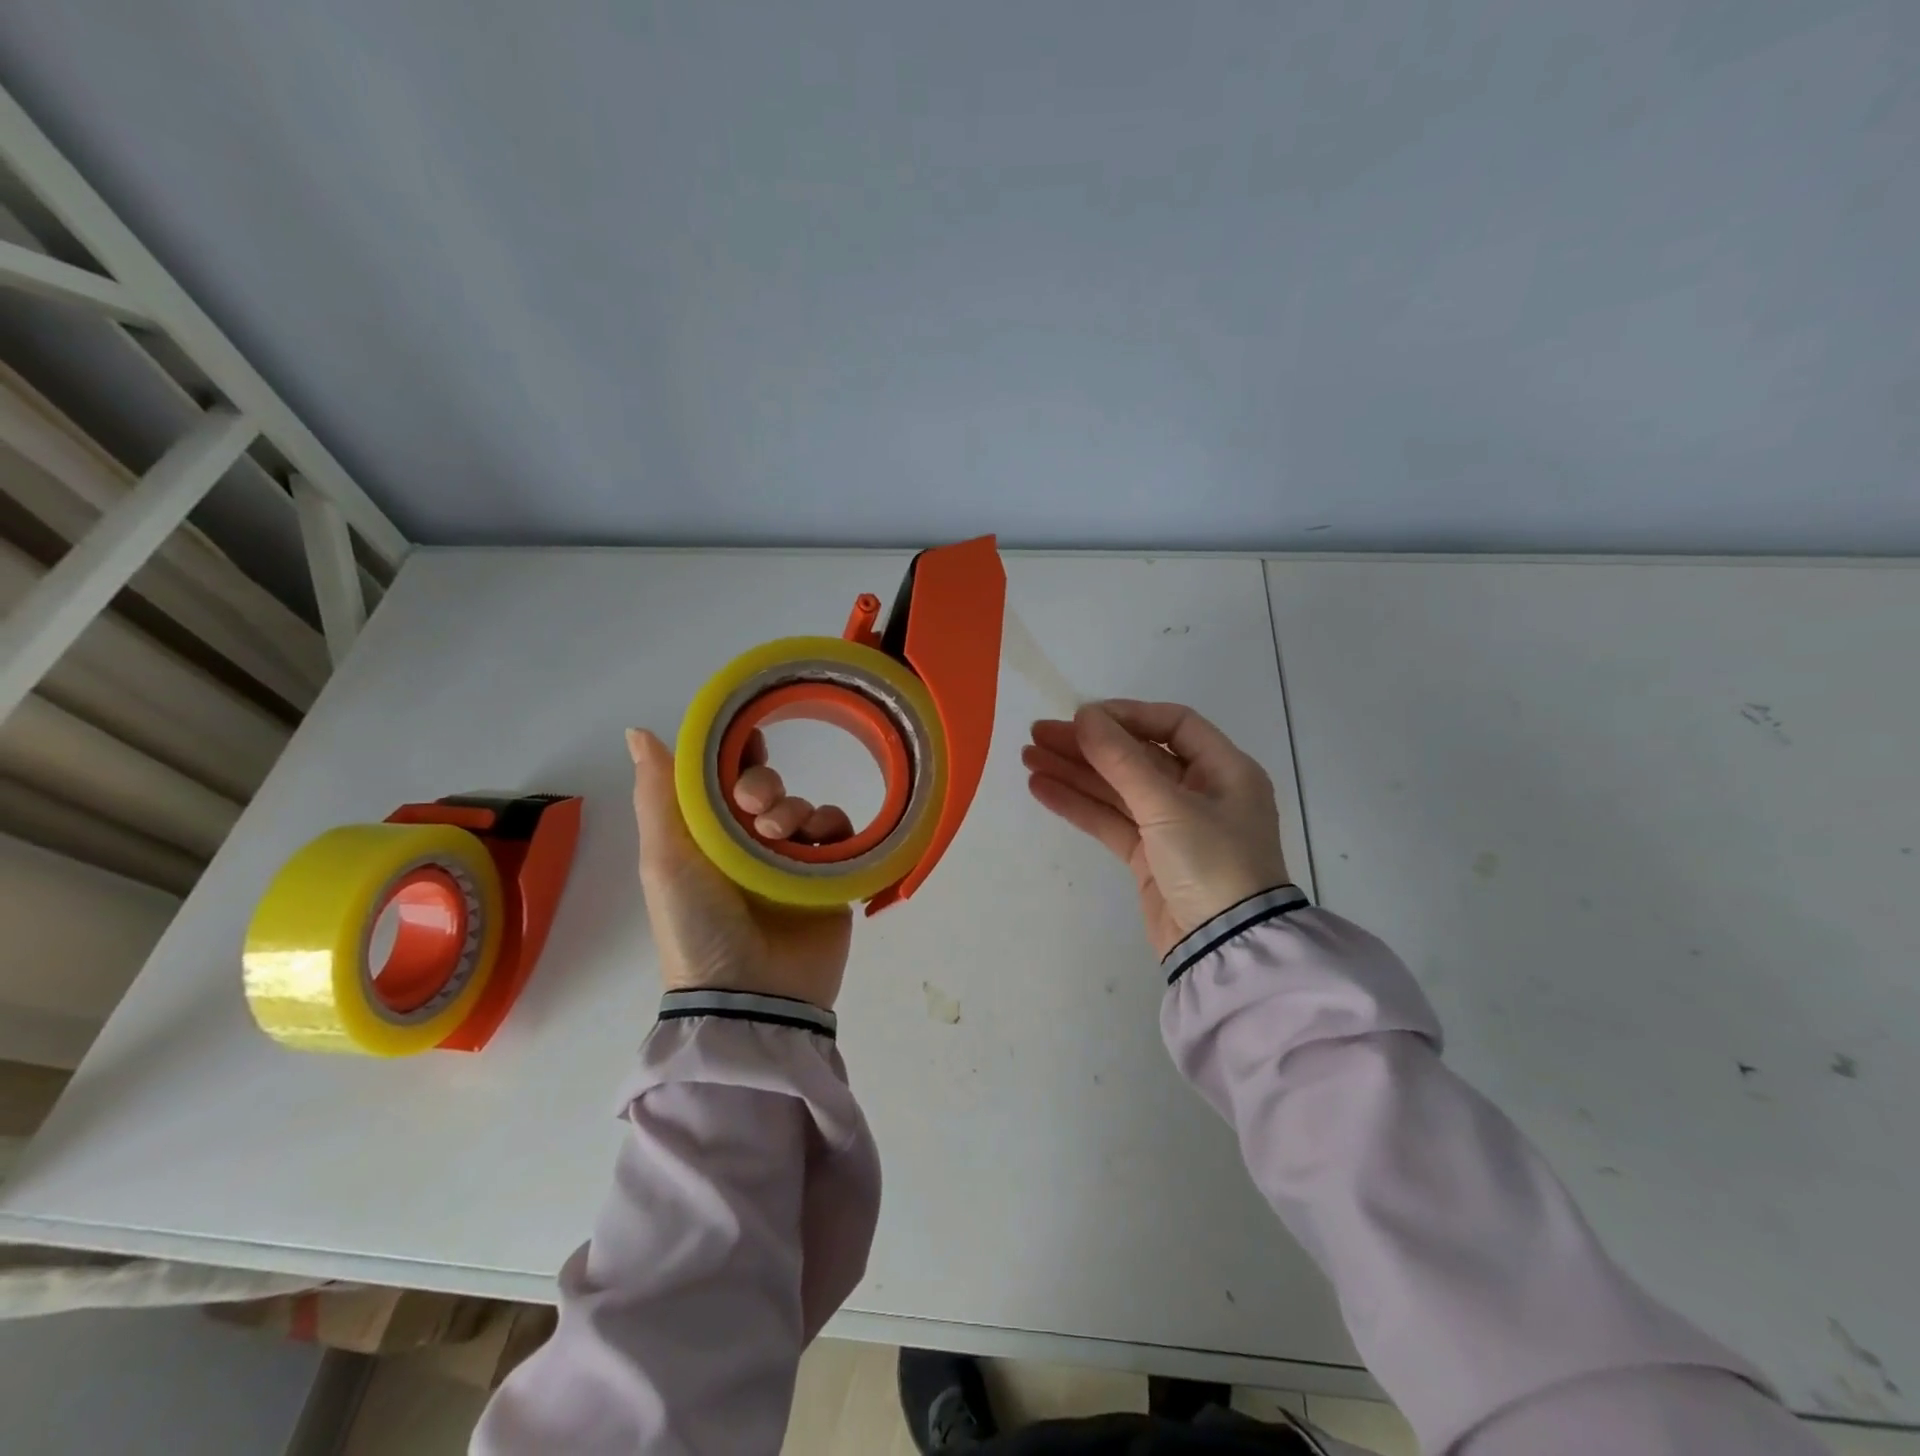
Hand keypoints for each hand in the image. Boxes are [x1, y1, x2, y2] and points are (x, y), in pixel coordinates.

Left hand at [626, 728, 852, 1008]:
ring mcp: (790, 862)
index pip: (722, 781)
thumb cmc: (699, 924)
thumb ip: (657, 795)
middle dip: (762, 785)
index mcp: (707, 838)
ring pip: (803, 807)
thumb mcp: (666, 859)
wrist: (751, 995)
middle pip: (766, 789)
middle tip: (756, 807)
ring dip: (795, 808)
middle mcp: (748, 845)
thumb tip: (636, 730)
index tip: (746, 741)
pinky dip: (832, 828)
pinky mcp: (828, 878)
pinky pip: (838, 834)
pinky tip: (819, 842)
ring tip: (782, 836)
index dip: (732, 756)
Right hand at [1021, 701, 1289, 957]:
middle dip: (1089, 745)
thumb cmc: (1211, 862)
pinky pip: (1111, 820)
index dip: (1127, 715)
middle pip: (1137, 756)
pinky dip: (1079, 805)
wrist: (1225, 947)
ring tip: (1027, 758)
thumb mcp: (1167, 805)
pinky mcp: (1150, 857)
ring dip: (1075, 773)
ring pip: (1118, 789)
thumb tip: (1085, 715)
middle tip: (1038, 734)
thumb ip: (1121, 759)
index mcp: (1224, 770)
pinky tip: (1042, 789)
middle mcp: (1200, 792)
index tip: (1082, 717)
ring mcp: (1173, 826)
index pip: (1173, 724)